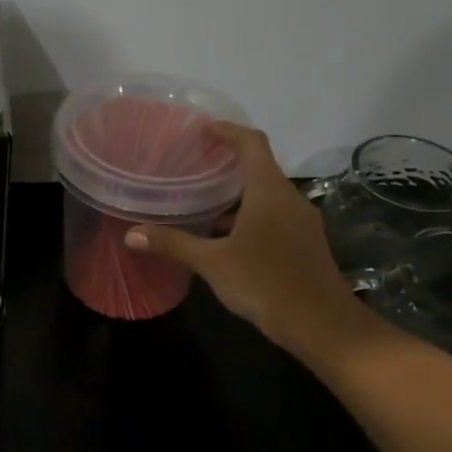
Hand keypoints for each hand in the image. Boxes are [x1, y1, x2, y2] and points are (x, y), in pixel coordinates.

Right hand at [126, 122, 371, 361]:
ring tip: (203, 202)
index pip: (252, 143)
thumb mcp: (212, 263)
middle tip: (194, 167)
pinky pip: (273, 216)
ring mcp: (301, 221)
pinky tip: (226, 238)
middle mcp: (289, 198)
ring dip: (238, 194)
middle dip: (228, 164)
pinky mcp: (304, 243)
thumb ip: (173, 244)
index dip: (228, 131)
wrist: (319, 323)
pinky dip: (249, 216)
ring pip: (266, 195)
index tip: (203, 129)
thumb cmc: (264, 283)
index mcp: (269, 191)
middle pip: (260, 168)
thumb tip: (131, 234)